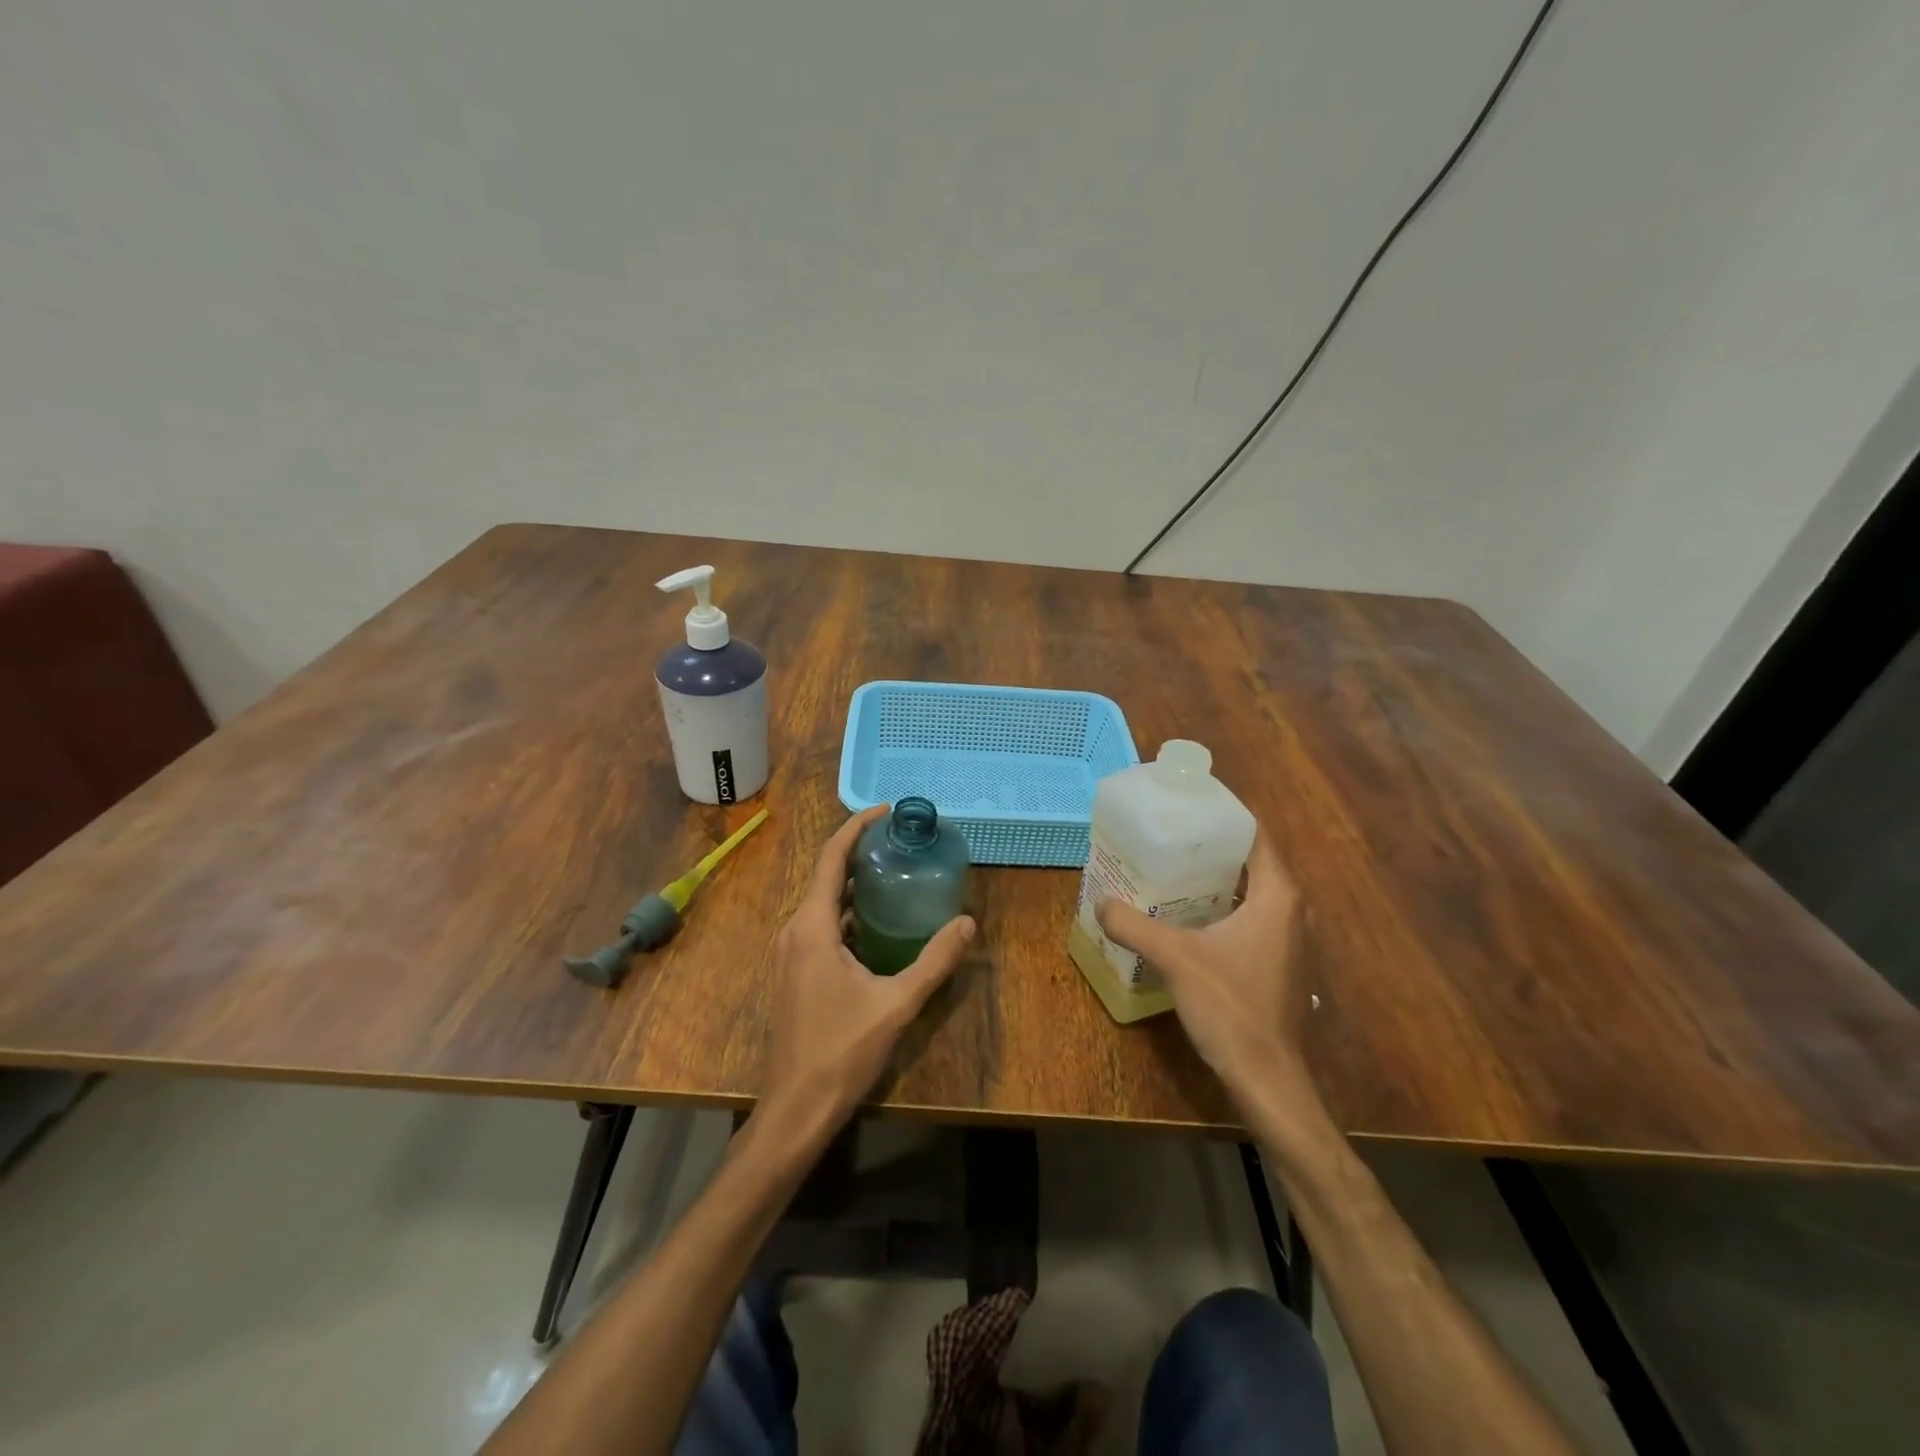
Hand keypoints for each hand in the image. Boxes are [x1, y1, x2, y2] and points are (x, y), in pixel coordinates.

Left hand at [757, 806, 974, 1144]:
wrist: (795, 1108)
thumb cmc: (841, 1051)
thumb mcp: (896, 1004)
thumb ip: (934, 961)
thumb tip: (968, 924)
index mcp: (812, 927)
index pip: (831, 858)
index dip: (856, 828)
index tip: (885, 811)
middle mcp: (794, 930)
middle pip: (826, 876)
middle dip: (860, 853)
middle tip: (901, 842)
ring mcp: (790, 953)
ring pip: (823, 903)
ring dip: (855, 885)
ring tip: (896, 873)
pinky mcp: (794, 972)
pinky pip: (821, 926)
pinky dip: (848, 913)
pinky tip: (879, 923)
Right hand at [1096, 826, 1310, 1097]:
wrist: (1268, 1079)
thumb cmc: (1231, 1007)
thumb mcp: (1175, 959)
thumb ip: (1134, 925)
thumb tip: (1101, 902)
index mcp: (1277, 896)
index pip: (1256, 836)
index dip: (1224, 815)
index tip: (1187, 805)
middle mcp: (1292, 911)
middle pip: (1252, 862)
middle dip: (1212, 847)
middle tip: (1169, 837)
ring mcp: (1290, 940)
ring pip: (1253, 892)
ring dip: (1217, 880)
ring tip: (1172, 869)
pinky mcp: (1281, 964)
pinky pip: (1252, 918)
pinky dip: (1223, 907)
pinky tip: (1188, 917)